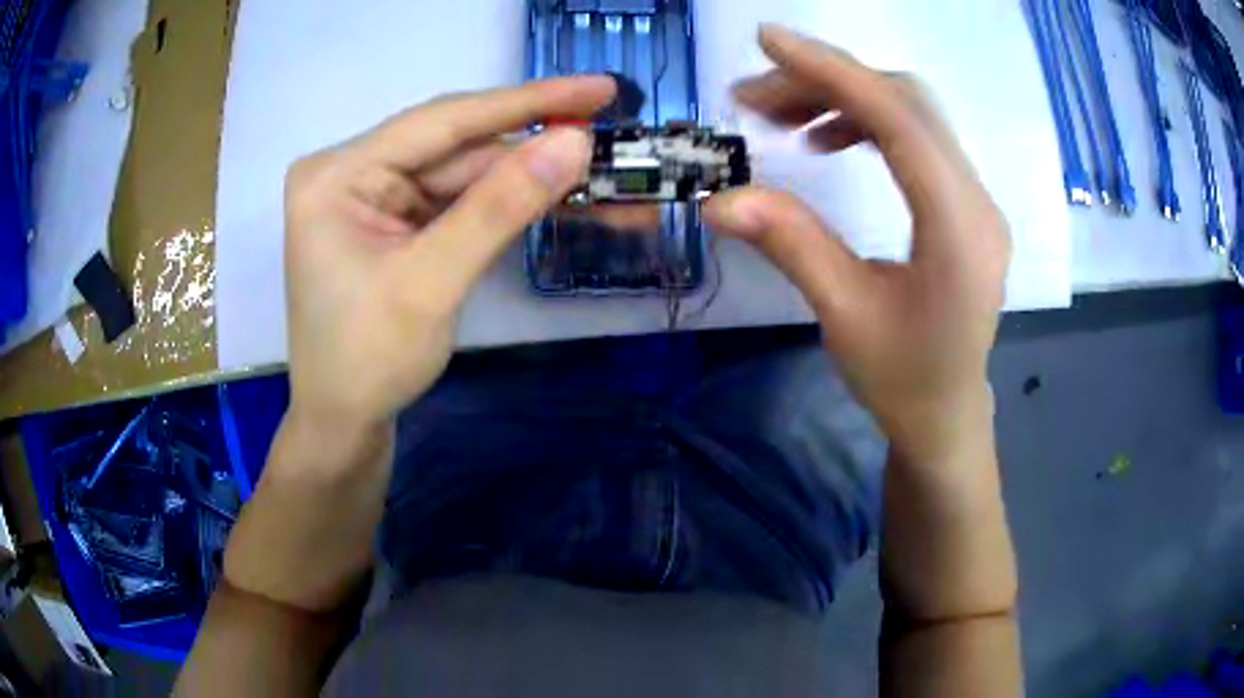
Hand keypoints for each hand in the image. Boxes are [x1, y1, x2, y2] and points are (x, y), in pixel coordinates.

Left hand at [282, 77, 616, 433]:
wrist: (343, 424)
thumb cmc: (367, 362)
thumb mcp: (432, 282)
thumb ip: (500, 207)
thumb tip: (574, 142)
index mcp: (337, 175)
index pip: (442, 121)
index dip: (525, 102)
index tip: (597, 87)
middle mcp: (352, 173)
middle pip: (455, 146)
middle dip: (531, 146)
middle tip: (609, 132)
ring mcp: (374, 198)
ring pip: (463, 173)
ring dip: (526, 178)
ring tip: (597, 174)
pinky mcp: (394, 223)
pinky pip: (457, 201)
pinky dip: (504, 204)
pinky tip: (553, 196)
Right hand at [704, 26, 1010, 462]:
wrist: (946, 414)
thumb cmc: (901, 380)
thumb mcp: (843, 315)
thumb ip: (791, 243)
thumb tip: (718, 198)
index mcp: (957, 230)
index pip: (899, 121)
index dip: (833, 71)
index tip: (768, 42)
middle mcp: (978, 201)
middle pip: (907, 103)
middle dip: (828, 82)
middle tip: (756, 97)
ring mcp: (977, 199)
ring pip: (912, 114)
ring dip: (845, 99)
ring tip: (783, 118)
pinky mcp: (965, 204)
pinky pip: (917, 139)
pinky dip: (868, 123)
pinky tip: (828, 140)